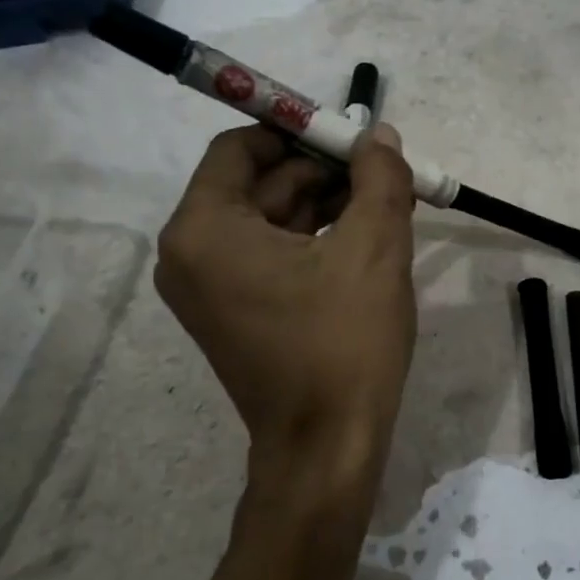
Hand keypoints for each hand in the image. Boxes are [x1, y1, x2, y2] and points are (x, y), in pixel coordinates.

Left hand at [154, 123, 417, 517]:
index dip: (298, 131)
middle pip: (259, 182)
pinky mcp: (236, 311)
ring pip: (272, 218)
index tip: (351, 134)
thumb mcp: (374, 247)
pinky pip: (273, 253)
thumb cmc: (344, 342)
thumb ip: (379, 178)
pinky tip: (367, 232)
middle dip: (323, 169)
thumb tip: (379, 136)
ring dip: (327, 202)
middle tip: (383, 168)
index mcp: (205, 230)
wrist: (327, 448)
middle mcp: (191, 253)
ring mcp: (211, 286)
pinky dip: (316, 236)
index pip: (242, 147)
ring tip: (388, 199)